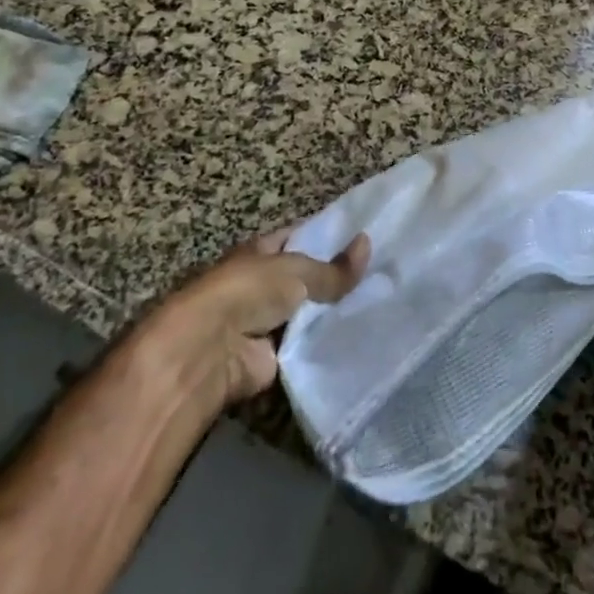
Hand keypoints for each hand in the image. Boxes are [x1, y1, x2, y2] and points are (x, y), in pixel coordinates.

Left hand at [148, 226, 370, 407]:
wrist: (211, 351)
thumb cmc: (247, 292)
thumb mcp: (296, 270)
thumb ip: (333, 267)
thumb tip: (368, 243)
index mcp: (261, 252)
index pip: (300, 237)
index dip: (328, 236)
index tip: (364, 237)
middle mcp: (263, 284)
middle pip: (306, 277)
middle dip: (337, 278)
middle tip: (382, 273)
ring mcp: (268, 321)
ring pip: (310, 312)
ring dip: (334, 313)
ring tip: (380, 304)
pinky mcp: (274, 357)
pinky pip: (308, 345)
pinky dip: (327, 344)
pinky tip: (361, 337)